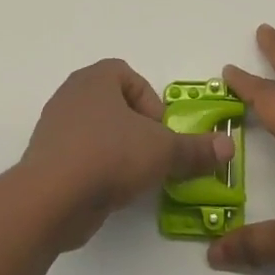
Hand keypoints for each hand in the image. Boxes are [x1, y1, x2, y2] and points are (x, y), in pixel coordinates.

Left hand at [22, 59, 235, 248]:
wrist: (50, 198)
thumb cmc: (109, 156)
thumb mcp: (163, 151)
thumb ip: (196, 149)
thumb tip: (228, 147)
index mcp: (95, 79)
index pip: (128, 76)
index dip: (151, 102)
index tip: (161, 131)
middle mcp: (71, 96)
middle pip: (114, 104)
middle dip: (137, 129)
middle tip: (152, 154)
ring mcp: (54, 128)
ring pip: (96, 131)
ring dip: (118, 150)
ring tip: (134, 176)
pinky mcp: (46, 159)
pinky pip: (79, 156)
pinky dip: (97, 169)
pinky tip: (110, 191)